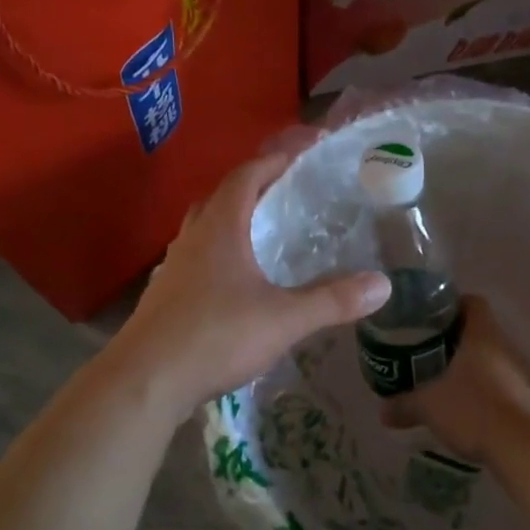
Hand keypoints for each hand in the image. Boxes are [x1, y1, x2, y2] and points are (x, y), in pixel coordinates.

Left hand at [111, 153, 391, 420]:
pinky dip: (220, 252)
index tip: (304, 149)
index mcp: (221, 227)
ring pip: (205, 227)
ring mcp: (174, 266)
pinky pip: (197, 257)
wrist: (145, 380)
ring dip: (233, 218)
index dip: (276, 158)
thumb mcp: (284, 319)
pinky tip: (236, 278)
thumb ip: (332, 301)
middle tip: (287, 188)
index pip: (248, 175)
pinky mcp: (165, 294)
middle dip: (255, 184)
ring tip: (264, 229)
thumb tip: (383, 284)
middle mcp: (193, 237)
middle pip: (223, 195)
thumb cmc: (215, 337)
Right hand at [383, 296, 529, 461]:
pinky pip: (501, 385)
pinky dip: (483, 392)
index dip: (451, 305)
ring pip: (491, 360)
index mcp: (483, 335)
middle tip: (426, 353)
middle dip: (454, 341)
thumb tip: (382, 411)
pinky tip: (465, 409)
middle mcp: (506, 347)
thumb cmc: (474, 409)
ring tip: (443, 383)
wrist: (525, 447)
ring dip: (470, 368)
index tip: (429, 319)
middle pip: (480, 332)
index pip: (472, 302)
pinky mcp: (529, 399)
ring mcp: (522, 373)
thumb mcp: (429, 406)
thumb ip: (404, 404)